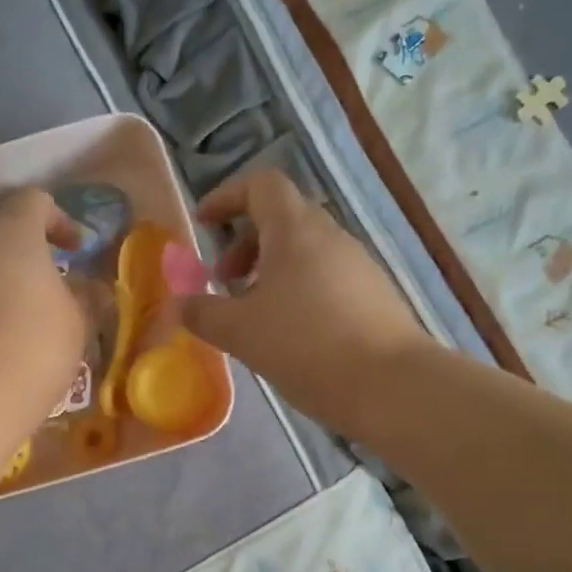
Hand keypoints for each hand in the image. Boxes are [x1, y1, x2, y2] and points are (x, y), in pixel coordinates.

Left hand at [0, 188, 85, 433]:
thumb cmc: (38, 344)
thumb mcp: (78, 320)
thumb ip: (84, 294)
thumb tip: (89, 287)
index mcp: (13, 231)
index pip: (34, 201)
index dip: (59, 220)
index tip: (76, 249)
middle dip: (23, 242)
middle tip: (47, 272)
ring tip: (20, 304)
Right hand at [181, 168, 431, 438]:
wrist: (390, 386)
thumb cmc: (306, 346)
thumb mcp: (240, 332)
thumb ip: (203, 313)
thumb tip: (180, 303)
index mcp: (295, 230)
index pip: (262, 185)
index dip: (227, 197)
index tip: (204, 225)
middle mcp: (331, 236)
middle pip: (283, 218)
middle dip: (246, 243)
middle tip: (225, 281)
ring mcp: (359, 265)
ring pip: (306, 251)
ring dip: (272, 270)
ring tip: (254, 315)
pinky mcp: (375, 295)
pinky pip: (326, 277)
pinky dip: (299, 290)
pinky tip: (292, 334)